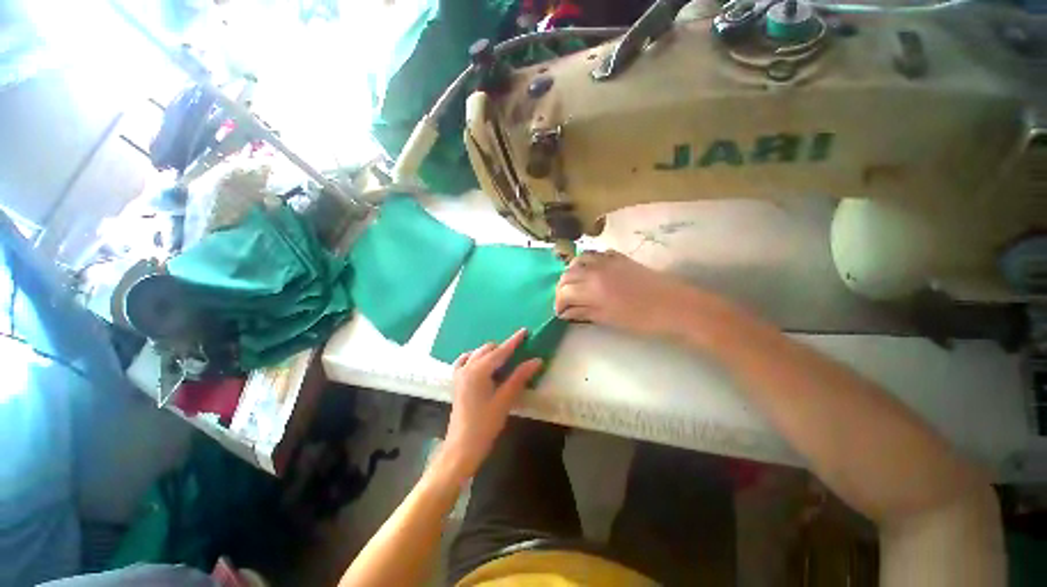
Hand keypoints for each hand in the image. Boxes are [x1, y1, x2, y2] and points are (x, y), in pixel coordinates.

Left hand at [436, 329, 542, 483]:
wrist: (462, 447)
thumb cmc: (485, 425)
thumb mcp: (505, 400)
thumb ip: (519, 377)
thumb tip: (536, 360)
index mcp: (478, 370)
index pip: (501, 351)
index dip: (514, 341)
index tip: (525, 331)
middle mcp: (467, 367)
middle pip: (488, 349)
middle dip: (503, 348)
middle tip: (519, 352)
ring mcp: (459, 373)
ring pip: (477, 353)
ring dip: (491, 353)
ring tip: (504, 360)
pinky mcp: (457, 381)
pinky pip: (466, 361)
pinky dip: (476, 358)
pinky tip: (484, 365)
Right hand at [555, 250, 692, 336]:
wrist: (674, 305)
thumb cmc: (641, 318)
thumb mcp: (609, 319)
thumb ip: (584, 312)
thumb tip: (566, 313)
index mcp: (592, 288)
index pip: (564, 291)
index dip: (558, 302)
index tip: (560, 312)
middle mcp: (595, 269)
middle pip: (568, 274)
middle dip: (562, 288)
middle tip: (565, 301)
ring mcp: (608, 260)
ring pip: (579, 260)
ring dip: (572, 272)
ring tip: (575, 284)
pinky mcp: (619, 257)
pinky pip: (596, 254)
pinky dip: (588, 262)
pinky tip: (591, 272)